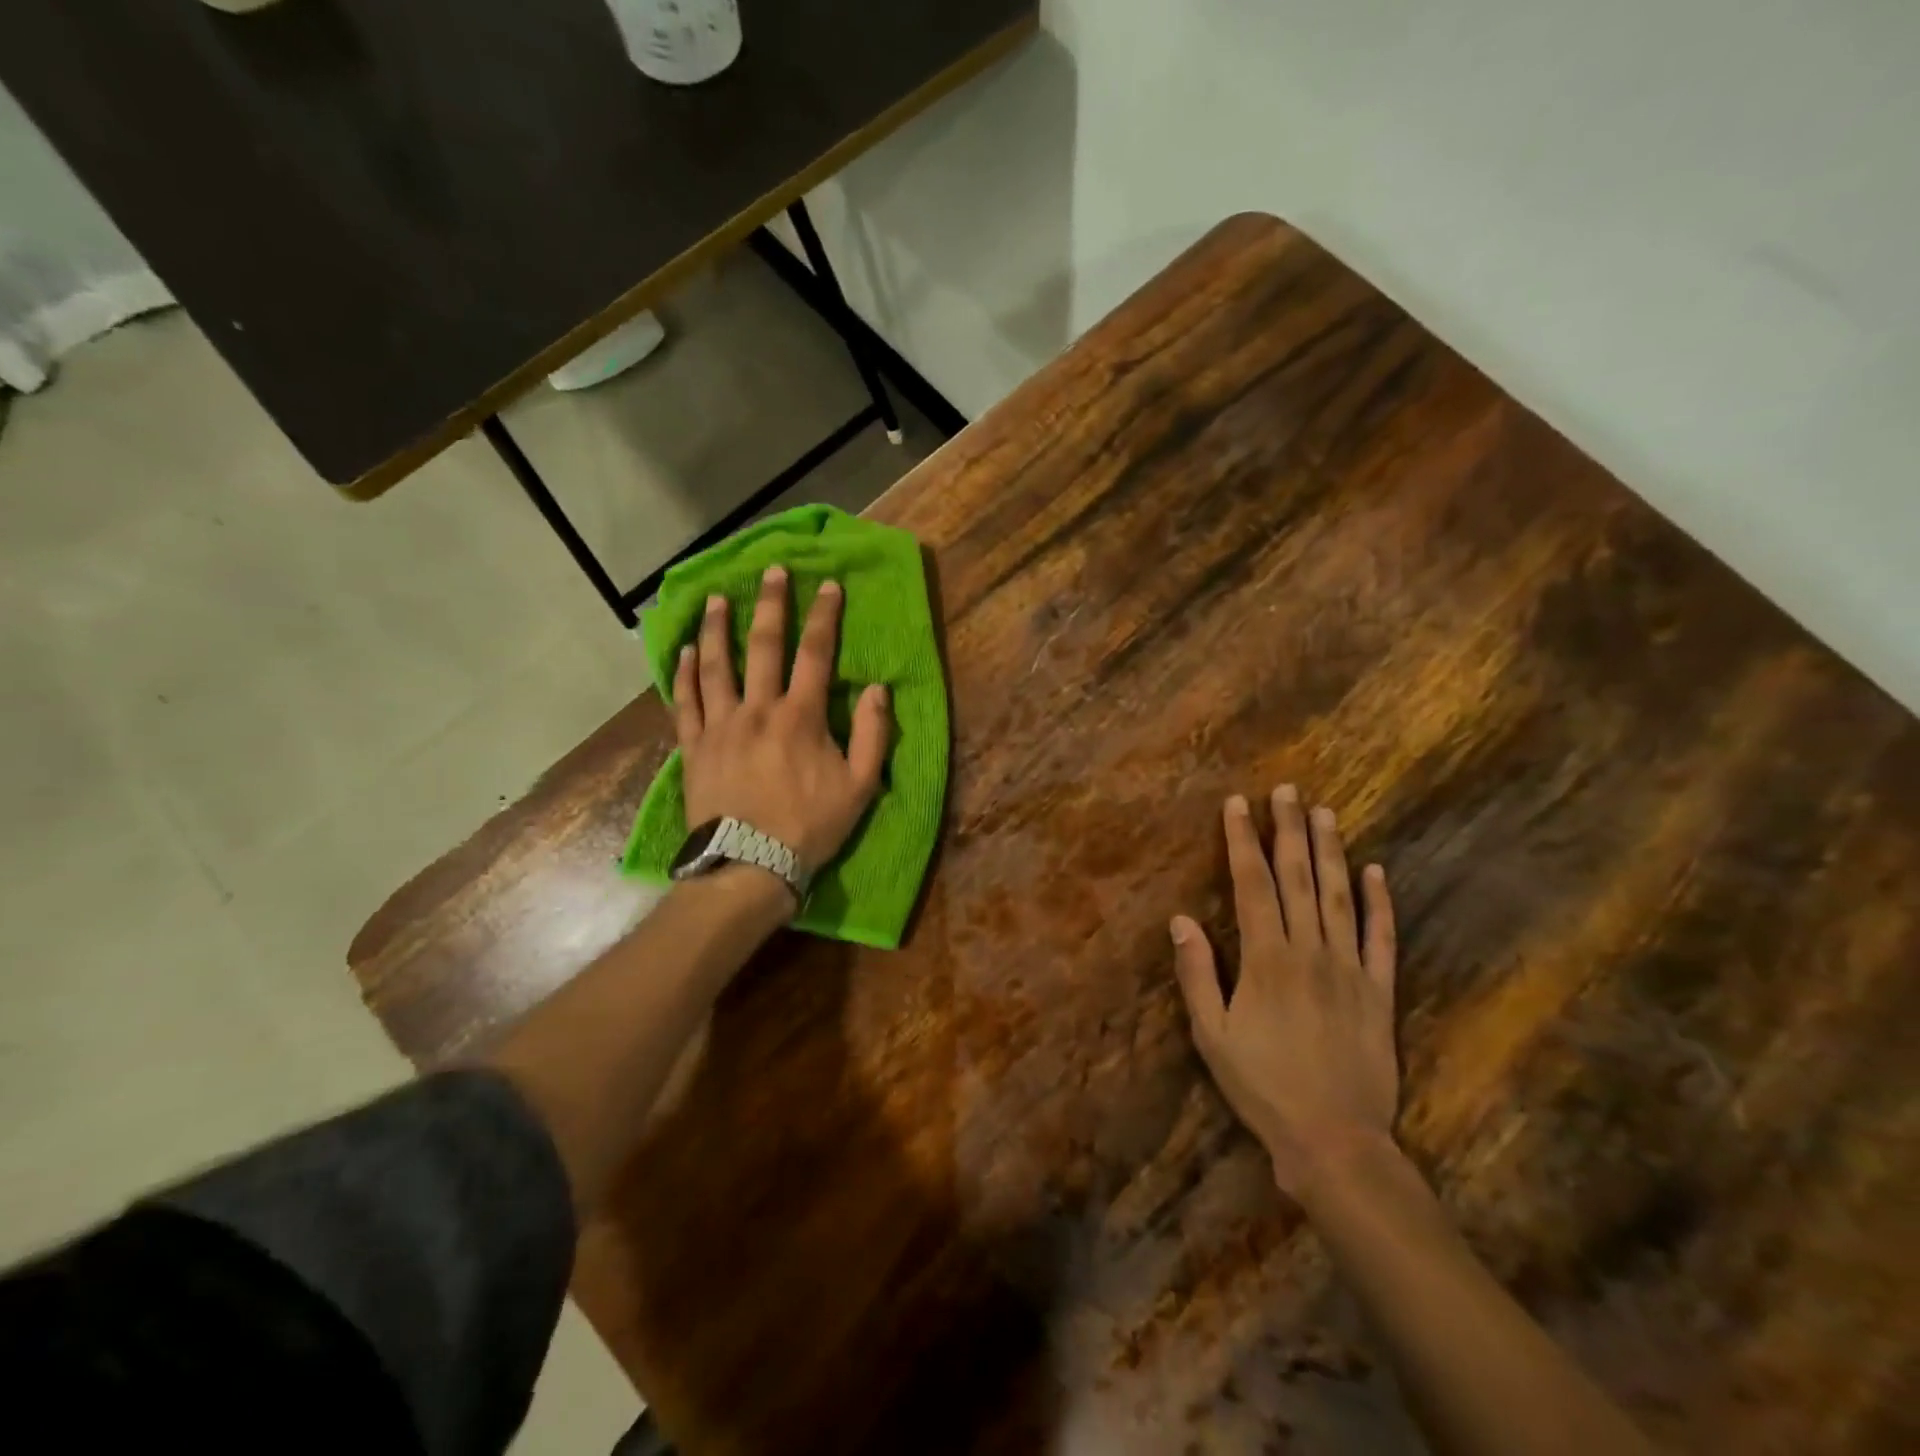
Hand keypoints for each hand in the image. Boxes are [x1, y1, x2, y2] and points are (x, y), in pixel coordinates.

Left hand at [673, 565, 889, 870]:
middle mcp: (758, 709)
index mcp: (801, 717)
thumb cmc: (809, 827)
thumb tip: (878, 689)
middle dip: (771, 604)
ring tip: (716, 598)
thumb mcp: (860, 787)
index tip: (828, 586)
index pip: (815, 654)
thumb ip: (873, 734)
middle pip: (763, 646)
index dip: (824, 616)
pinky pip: (686, 701)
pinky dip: (686, 673)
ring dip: (717, 628)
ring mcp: (721, 725)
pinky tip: (685, 651)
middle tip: (772, 571)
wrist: (748, 866)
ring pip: (716, 665)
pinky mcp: (694, 746)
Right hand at [1170, 786, 1398, 1197]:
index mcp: (1266, 959)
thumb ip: (1197, 973)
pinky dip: (1380, 902)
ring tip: (1324, 812)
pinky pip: (1382, 938)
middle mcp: (1309, 951)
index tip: (1238, 805)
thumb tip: (1181, 918)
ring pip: (1339, 896)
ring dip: (1331, 851)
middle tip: (1286, 790)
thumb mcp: (1211, 1034)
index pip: (1253, 885)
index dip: (1242, 841)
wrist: (1335, 1141)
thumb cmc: (1262, 1086)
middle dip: (1288, 830)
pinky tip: (1376, 871)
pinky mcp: (1380, 991)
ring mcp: (1350, 968)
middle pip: (1298, 878)